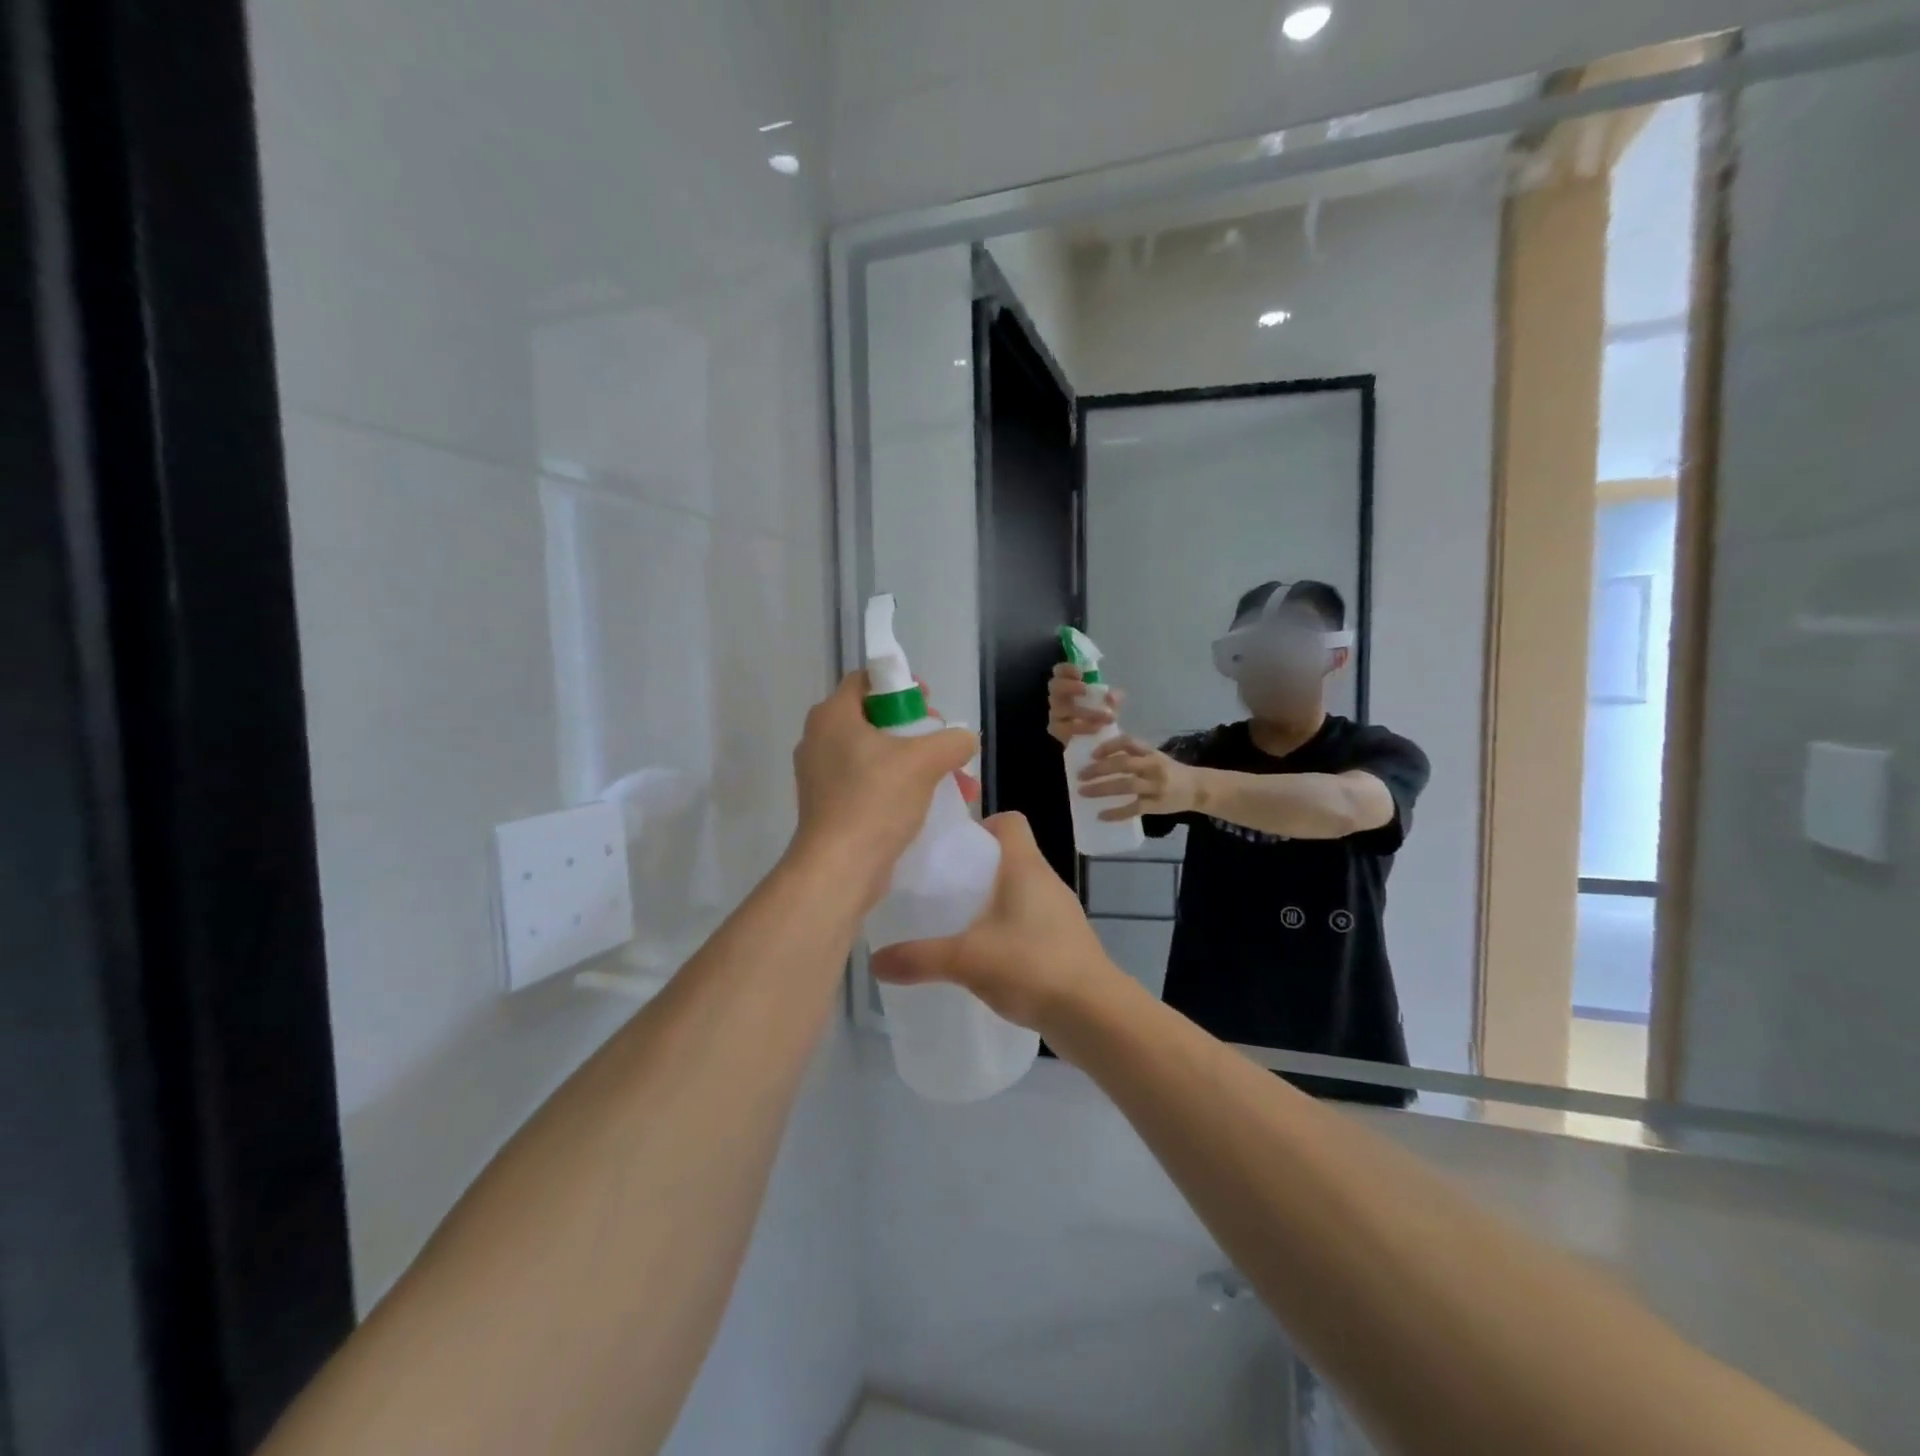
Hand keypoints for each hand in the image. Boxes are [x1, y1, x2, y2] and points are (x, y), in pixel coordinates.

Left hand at [790, 673, 976, 902]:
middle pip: (875, 719)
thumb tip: (964, 739)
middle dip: (917, 731)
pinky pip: (869, 784)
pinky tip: (931, 805)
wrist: (839, 869)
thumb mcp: (924, 762)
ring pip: (876, 755)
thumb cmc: (875, 800)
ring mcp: (821, 776)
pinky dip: (899, 787)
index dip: (901, 686)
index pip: (866, 680)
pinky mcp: (829, 806)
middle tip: (943, 745)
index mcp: (832, 716)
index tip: (929, 704)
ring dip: (915, 763)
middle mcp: (819, 740)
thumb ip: (952, 741)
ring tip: (952, 782)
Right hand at [870, 814, 1120, 1033]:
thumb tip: (874, 962)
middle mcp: (1046, 880)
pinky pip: (1029, 921)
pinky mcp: (1064, 942)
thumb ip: (919, 958)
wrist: (1095, 1014)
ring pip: (1019, 891)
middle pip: (1009, 856)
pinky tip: (984, 957)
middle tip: (940, 889)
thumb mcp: (967, 960)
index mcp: (1025, 866)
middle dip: (974, 868)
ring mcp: (1059, 912)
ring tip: (956, 924)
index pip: (1009, 821)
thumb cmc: (1032, 966)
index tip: (951, 849)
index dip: (981, 825)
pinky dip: (1007, 929)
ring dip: (991, 901)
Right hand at [1047, 663, 1124, 745]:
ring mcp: (1055, 714)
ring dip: (1085, 711)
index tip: (1080, 673)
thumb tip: (1112, 697)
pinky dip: (1083, 727)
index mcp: (1068, 683)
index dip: (1067, 669)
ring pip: (1060, 709)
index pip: (1060, 671)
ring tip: (1106, 716)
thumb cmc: (1098, 712)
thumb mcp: (1108, 702)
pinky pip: (1066, 728)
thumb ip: (1111, 697)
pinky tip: (1097, 728)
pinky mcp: (1057, 730)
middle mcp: (1058, 697)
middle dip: (1069, 686)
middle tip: (1084, 689)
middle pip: (1054, 686)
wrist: (1094, 737)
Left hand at [1078, 736, 1201, 819]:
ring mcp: (1155, 786)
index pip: (1128, 743)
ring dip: (1102, 788)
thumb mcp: (1154, 756)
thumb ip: (1133, 755)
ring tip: (1083, 792)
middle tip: (1080, 775)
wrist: (1198, 788)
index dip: (1108, 746)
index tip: (1091, 754)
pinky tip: (1100, 815)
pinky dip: (1116, 813)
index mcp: (1150, 752)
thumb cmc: (1170, 771)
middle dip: (1099, 769)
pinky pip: (1134, 808)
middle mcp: (1153, 766)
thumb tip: (1099, 756)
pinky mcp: (1157, 805)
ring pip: (1126, 785)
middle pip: (1123, 764)